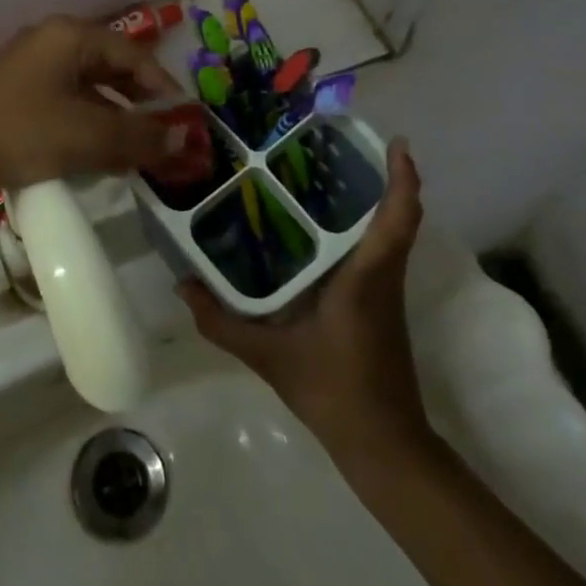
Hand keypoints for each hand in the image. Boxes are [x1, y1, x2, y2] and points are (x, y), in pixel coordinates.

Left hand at [0, 16, 185, 198]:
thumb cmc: (26, 134)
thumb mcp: (90, 136)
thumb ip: (141, 136)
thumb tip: (183, 139)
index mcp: (69, 36)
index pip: (131, 53)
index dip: (162, 85)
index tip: (183, 116)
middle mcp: (50, 40)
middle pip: (109, 66)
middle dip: (138, 101)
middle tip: (162, 132)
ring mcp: (30, 64)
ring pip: (88, 85)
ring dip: (115, 114)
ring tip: (135, 147)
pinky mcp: (17, 90)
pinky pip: (66, 98)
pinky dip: (89, 119)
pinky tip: (99, 149)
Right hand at [179, 140, 433, 457]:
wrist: (384, 445)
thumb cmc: (333, 391)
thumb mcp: (268, 357)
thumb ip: (221, 322)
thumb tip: (182, 284)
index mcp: (364, 279)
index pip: (397, 220)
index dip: (403, 179)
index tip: (396, 143)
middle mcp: (381, 276)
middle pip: (396, 216)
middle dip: (380, 175)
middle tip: (338, 141)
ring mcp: (385, 290)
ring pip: (389, 231)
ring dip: (374, 198)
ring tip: (326, 169)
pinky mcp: (380, 303)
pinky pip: (378, 249)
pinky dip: (364, 225)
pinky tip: (321, 223)